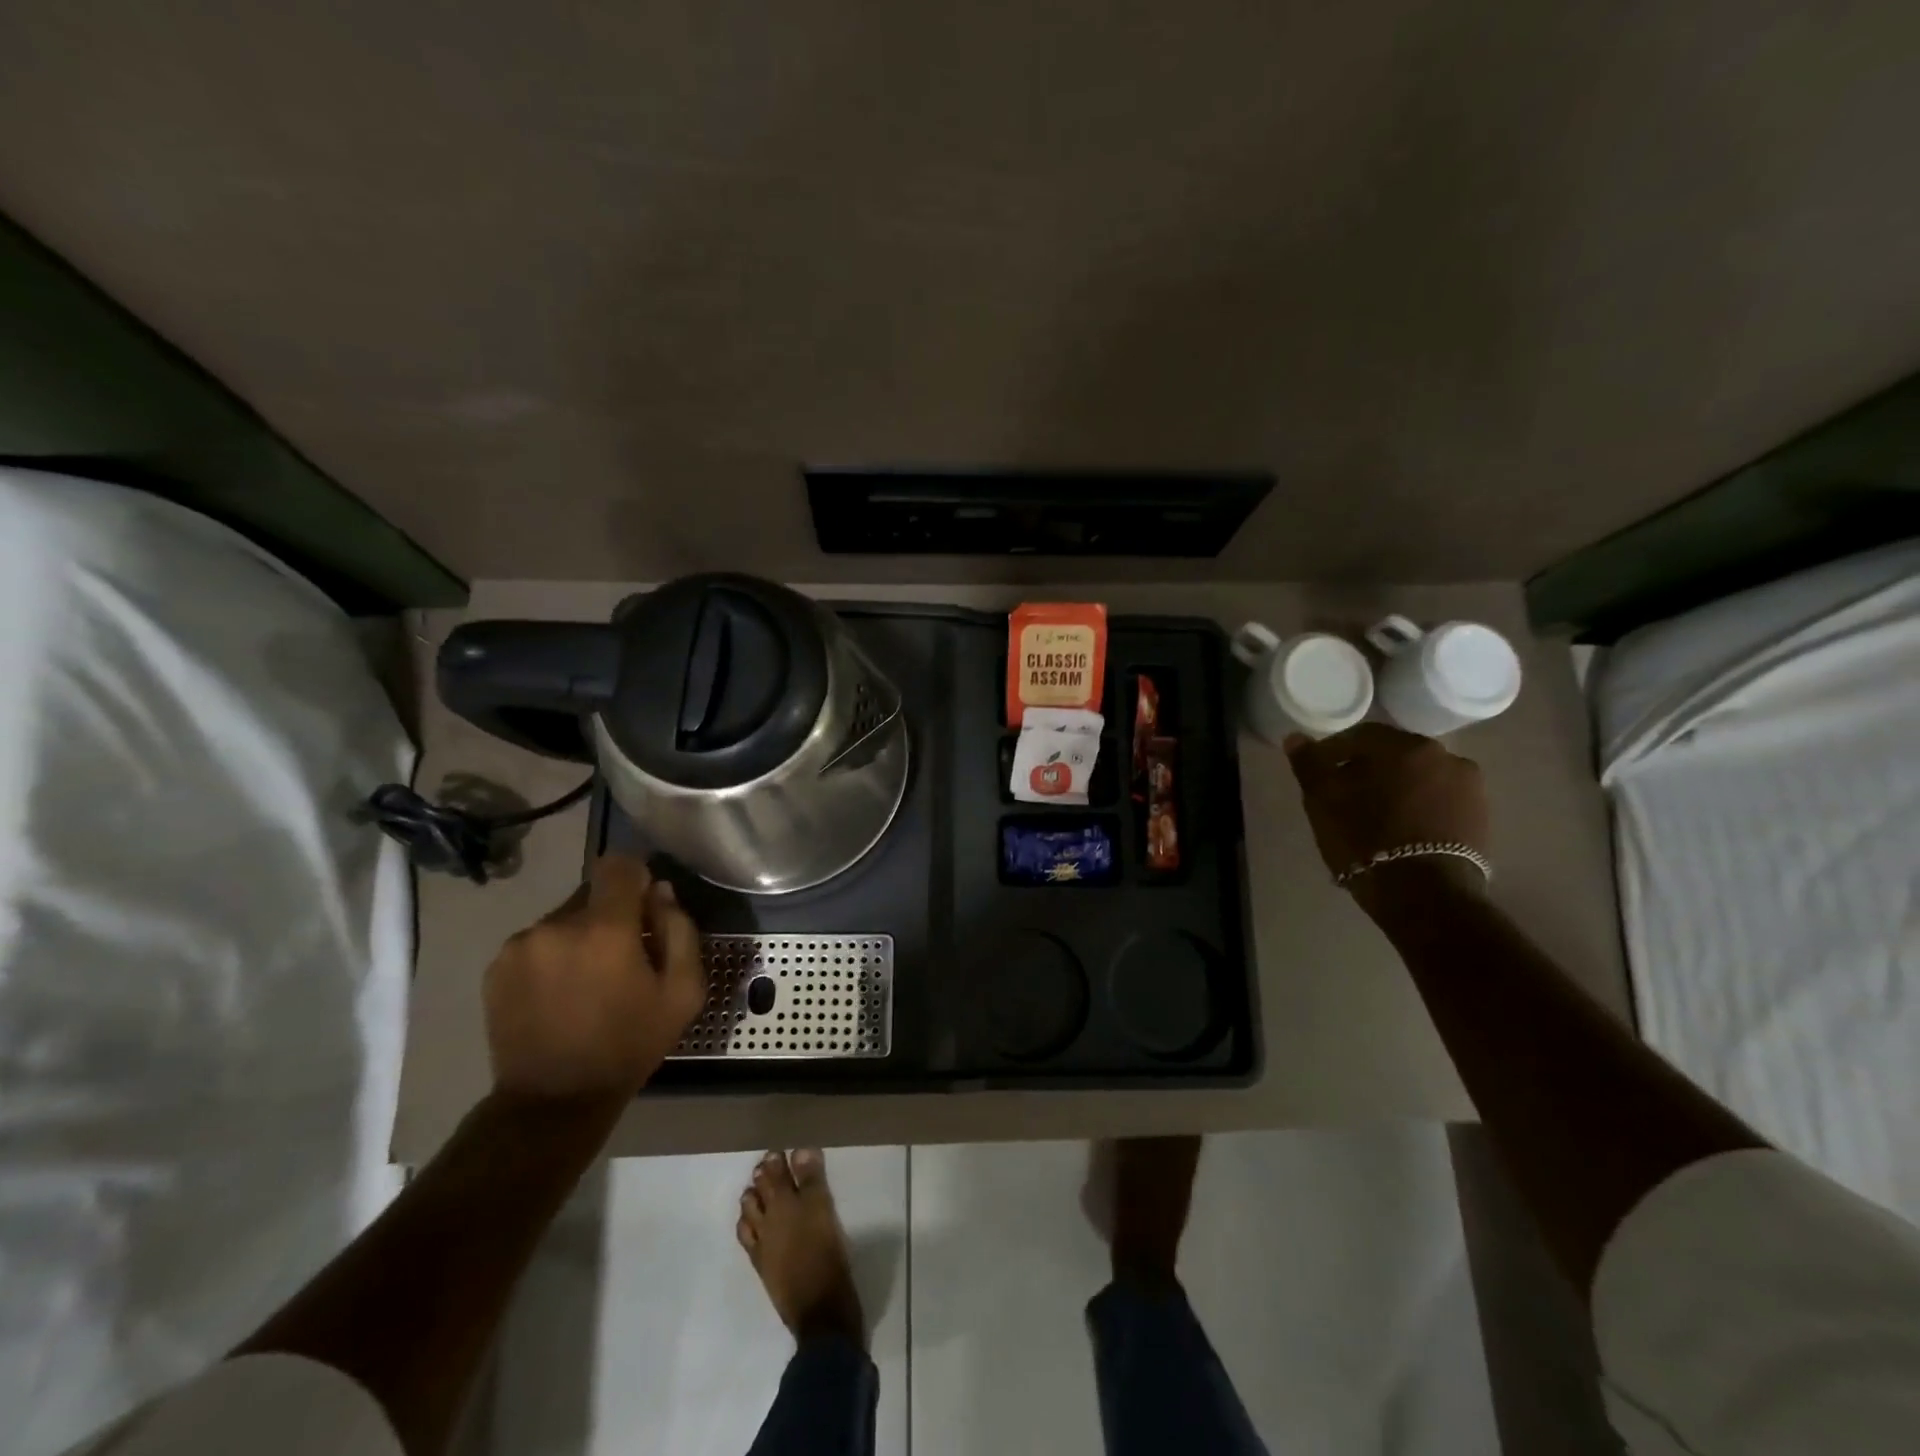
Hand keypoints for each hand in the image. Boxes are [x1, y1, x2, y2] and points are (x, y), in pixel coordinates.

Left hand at [483, 855, 706, 1102]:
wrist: (552, 1102)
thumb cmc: (629, 1044)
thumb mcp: (683, 992)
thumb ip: (680, 930)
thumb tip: (660, 893)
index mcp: (605, 928)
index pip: (619, 865)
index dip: (637, 877)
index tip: (646, 908)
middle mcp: (556, 925)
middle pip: (592, 893)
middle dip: (611, 915)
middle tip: (623, 958)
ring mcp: (520, 945)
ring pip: (563, 918)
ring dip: (580, 936)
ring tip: (588, 981)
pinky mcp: (496, 967)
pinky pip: (537, 941)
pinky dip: (553, 955)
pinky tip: (559, 993)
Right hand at [1282, 724, 1489, 907]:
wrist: (1424, 895)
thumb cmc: (1365, 838)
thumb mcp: (1323, 800)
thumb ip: (1309, 764)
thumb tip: (1295, 738)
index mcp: (1406, 746)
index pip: (1361, 736)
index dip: (1334, 752)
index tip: (1319, 774)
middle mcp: (1445, 757)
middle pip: (1395, 756)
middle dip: (1368, 770)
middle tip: (1345, 795)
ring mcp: (1470, 789)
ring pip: (1419, 779)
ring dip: (1397, 789)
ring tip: (1374, 816)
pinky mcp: (1481, 819)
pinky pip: (1440, 802)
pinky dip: (1419, 808)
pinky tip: (1401, 831)